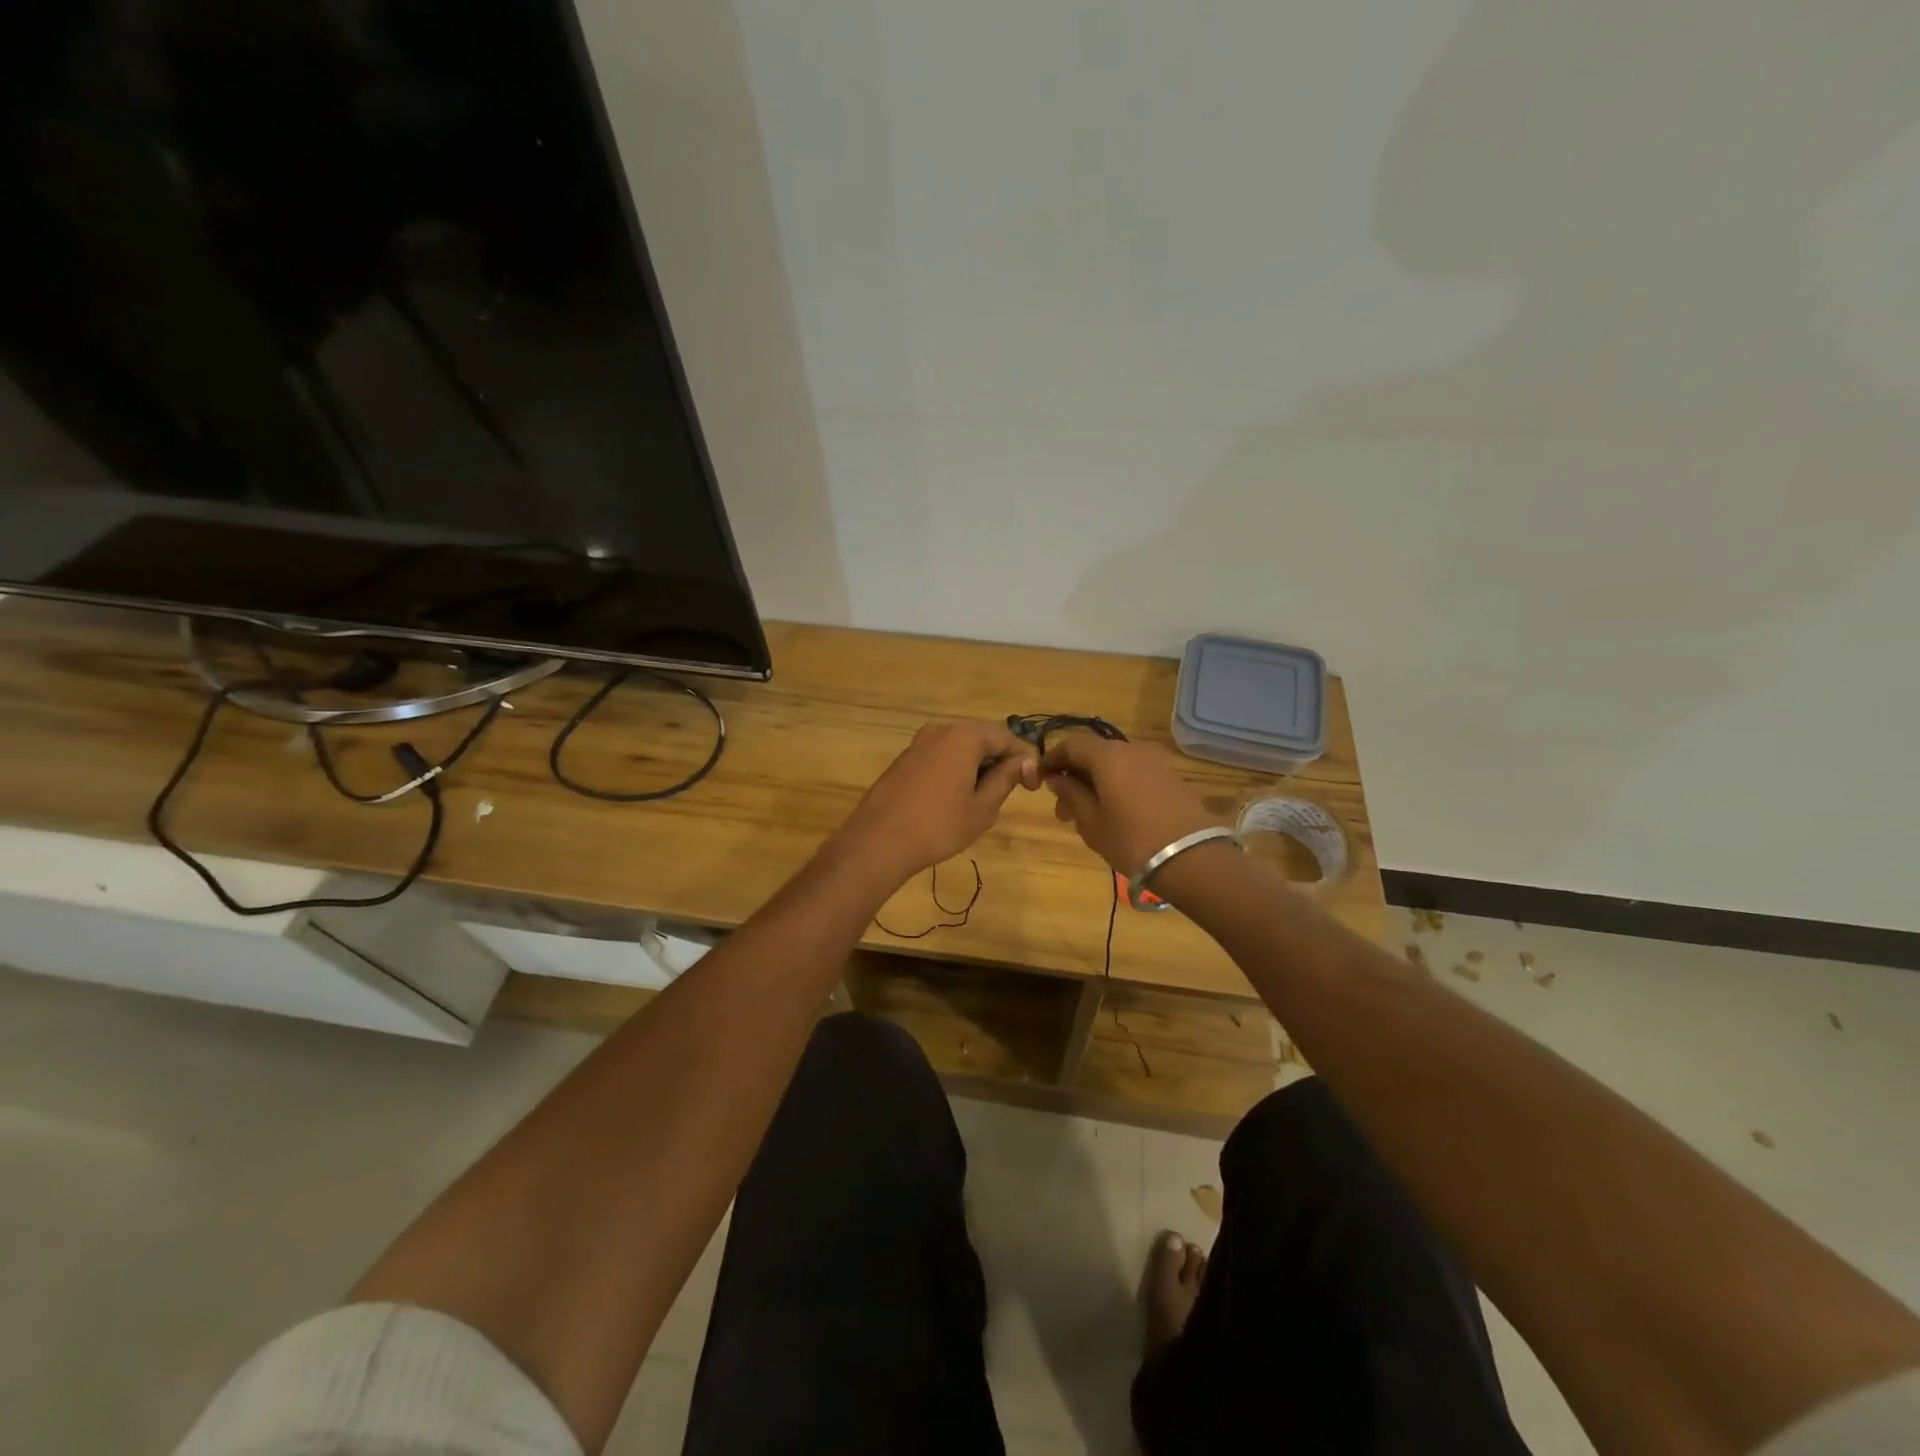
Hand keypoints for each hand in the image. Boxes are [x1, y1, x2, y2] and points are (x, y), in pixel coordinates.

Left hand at [834, 719, 1039, 882]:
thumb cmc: (939, 825)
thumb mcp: (983, 807)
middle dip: (999, 759)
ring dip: (977, 764)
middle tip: (1010, 790)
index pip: (1005, 737)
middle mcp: (941, 729)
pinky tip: (954, 796)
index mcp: (964, 736)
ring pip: (959, 746)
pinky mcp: (904, 758)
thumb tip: (1024, 762)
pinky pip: (940, 755)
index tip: (1032, 786)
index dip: (1023, 759)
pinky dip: (955, 768)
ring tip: (983, 796)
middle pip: (981, 736)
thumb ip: (1006, 778)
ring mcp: (918, 742)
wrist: (879, 841)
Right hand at [1041, 735, 1223, 874]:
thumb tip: (1057, 779)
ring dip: (1096, 783)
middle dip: (1074, 776)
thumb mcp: (1092, 823)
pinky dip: (1118, 786)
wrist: (1193, 859)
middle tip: (1063, 810)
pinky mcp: (1171, 778)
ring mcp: (1155, 762)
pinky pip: (1134, 774)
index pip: (1071, 745)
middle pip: (1094, 754)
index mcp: (1107, 756)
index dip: (1052, 760)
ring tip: (1088, 817)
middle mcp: (1131, 749)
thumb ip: (1071, 795)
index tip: (1039, 780)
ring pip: (1115, 765)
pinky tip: (1115, 814)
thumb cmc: (1132, 841)